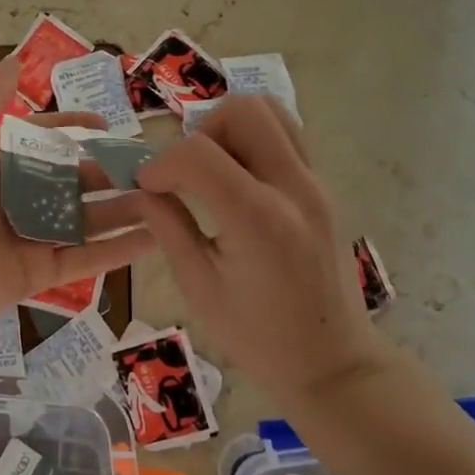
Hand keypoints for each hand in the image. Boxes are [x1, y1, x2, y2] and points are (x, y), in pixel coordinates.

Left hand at [0, 55, 154, 340]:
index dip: (73, 127)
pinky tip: (157, 239)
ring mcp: (28, 237)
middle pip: (71, 180)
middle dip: (109, 172)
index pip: (42, 138)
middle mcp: (13, 196)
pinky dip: (119, 251)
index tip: (108, 122)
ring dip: (124, 210)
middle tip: (154, 167)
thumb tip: (15, 59)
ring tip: (168, 199)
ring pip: (85, 220)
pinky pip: (85, 259)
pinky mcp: (38, 274)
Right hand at [134, 96, 401, 400]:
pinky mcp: (323, 188)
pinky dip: (253, 143)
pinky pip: (285, 137)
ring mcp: (316, 183)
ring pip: (271, 112)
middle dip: (201, 132)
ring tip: (212, 172)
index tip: (146, 187)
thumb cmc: (259, 338)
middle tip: (186, 172)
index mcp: (258, 218)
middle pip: (243, 110)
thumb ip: (168, 227)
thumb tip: (142, 190)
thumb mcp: (199, 287)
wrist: (333, 364)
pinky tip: (237, 184)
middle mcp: (294, 187)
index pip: (198, 152)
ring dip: (230, 129)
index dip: (161, 163)